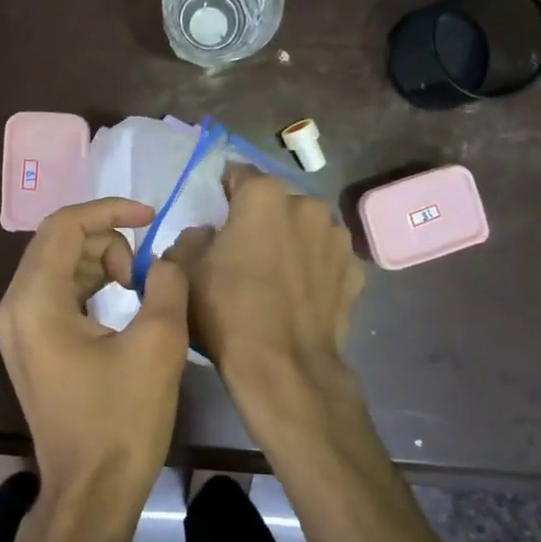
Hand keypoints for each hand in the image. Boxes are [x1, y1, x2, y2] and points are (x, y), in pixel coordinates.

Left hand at [0, 198, 191, 508]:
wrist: (91, 493)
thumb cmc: (122, 421)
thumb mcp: (157, 344)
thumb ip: (167, 284)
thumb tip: (169, 255)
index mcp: (35, 301)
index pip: (65, 225)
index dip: (111, 210)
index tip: (152, 216)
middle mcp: (14, 307)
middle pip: (56, 242)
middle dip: (106, 238)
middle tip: (144, 269)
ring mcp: (16, 329)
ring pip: (56, 265)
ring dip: (98, 261)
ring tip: (137, 287)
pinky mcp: (29, 346)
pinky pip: (55, 293)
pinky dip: (88, 285)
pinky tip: (119, 303)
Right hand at [165, 165, 364, 384]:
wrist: (285, 367)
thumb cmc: (227, 311)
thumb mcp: (184, 270)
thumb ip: (190, 236)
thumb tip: (209, 234)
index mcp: (264, 196)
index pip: (237, 174)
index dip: (223, 192)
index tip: (216, 213)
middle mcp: (307, 204)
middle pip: (275, 202)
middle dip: (260, 218)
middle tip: (244, 250)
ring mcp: (337, 238)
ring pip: (305, 228)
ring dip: (291, 240)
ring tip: (276, 276)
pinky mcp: (356, 270)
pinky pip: (325, 258)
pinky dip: (313, 268)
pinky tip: (300, 295)